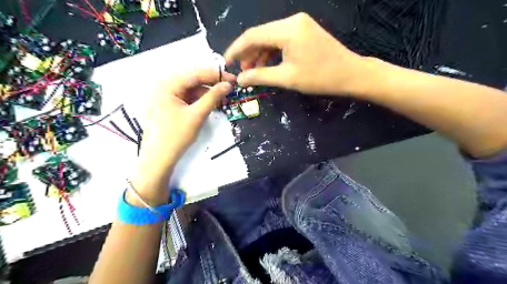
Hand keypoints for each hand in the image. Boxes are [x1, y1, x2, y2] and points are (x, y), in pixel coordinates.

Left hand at [136, 67, 236, 189]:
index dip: (216, 75)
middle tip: (229, 88)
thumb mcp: (197, 115)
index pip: (195, 74)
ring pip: (190, 89)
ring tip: (222, 98)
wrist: (159, 158)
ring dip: (206, 93)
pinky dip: (199, 100)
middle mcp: (163, 86)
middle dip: (211, 84)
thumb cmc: (176, 136)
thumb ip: (213, 97)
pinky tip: (210, 104)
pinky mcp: (168, 105)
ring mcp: (165, 96)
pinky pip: (186, 98)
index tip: (232, 78)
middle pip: (192, 80)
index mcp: (167, 85)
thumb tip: (228, 85)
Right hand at [225, 12, 371, 96]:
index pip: (252, 35)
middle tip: (242, 72)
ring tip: (253, 71)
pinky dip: (272, 53)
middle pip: (261, 35)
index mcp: (287, 29)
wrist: (351, 74)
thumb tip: (240, 79)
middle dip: (248, 54)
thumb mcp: (287, 78)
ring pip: (270, 38)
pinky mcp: (304, 31)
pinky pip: (281, 40)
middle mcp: (292, 21)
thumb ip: (260, 76)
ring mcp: (299, 25)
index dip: (236, 49)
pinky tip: (267, 65)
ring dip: (259, 54)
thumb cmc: (320, 78)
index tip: (226, 62)